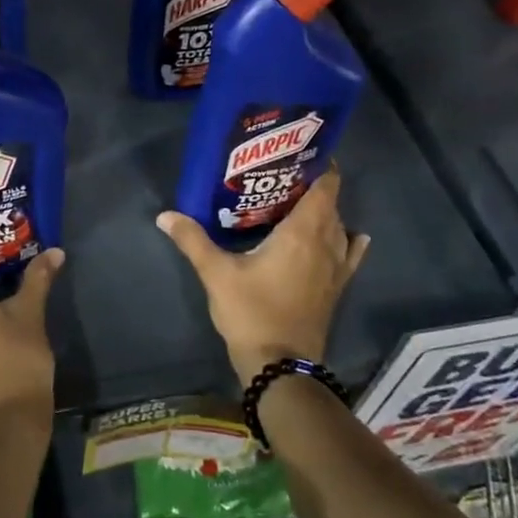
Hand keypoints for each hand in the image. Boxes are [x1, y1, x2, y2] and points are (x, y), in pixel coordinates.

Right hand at [157, 166, 368, 386]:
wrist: (281, 365)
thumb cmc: (251, 312)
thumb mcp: (216, 274)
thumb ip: (193, 240)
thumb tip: (165, 215)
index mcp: (302, 232)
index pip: (324, 187)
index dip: (319, 166)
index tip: (300, 152)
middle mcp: (326, 243)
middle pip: (330, 204)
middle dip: (312, 186)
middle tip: (282, 175)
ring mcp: (336, 268)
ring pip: (339, 227)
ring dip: (325, 212)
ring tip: (298, 202)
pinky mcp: (336, 288)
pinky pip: (350, 254)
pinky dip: (350, 240)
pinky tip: (352, 236)